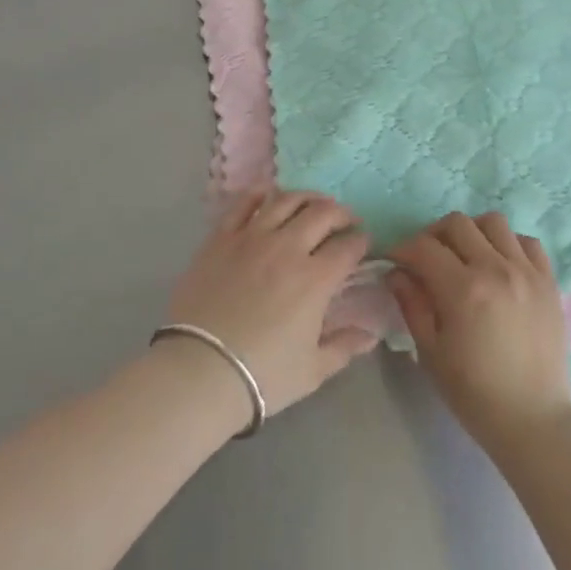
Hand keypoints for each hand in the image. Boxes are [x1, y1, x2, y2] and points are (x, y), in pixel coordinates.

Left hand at [165, 189, 376, 420]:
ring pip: (285, 200)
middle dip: (340, 213)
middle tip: (344, 221)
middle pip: (322, 213)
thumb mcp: (313, 370)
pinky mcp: (222, 237)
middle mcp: (288, 247)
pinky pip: (243, 203)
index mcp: (316, 278)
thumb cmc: (262, 375)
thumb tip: (371, 334)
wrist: (200, 370)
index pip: (348, 246)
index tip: (363, 243)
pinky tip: (268, 197)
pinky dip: (260, 194)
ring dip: (306, 198)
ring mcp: (252, 237)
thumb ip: (345, 346)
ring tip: (311, 204)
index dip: (361, 241)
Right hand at [388, 212, 570, 454]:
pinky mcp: (549, 281)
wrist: (534, 420)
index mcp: (463, 289)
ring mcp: (527, 272)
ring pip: (493, 222)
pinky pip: (527, 242)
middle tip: (426, 258)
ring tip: (465, 255)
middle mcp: (496, 269)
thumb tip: (396, 273)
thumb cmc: (474, 393)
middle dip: (433, 235)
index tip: (395, 261)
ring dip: (471, 232)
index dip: (403, 249)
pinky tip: (499, 265)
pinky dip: (508, 244)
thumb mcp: (430, 352)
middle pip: (457, 223)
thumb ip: (412, 304)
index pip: (424, 247)